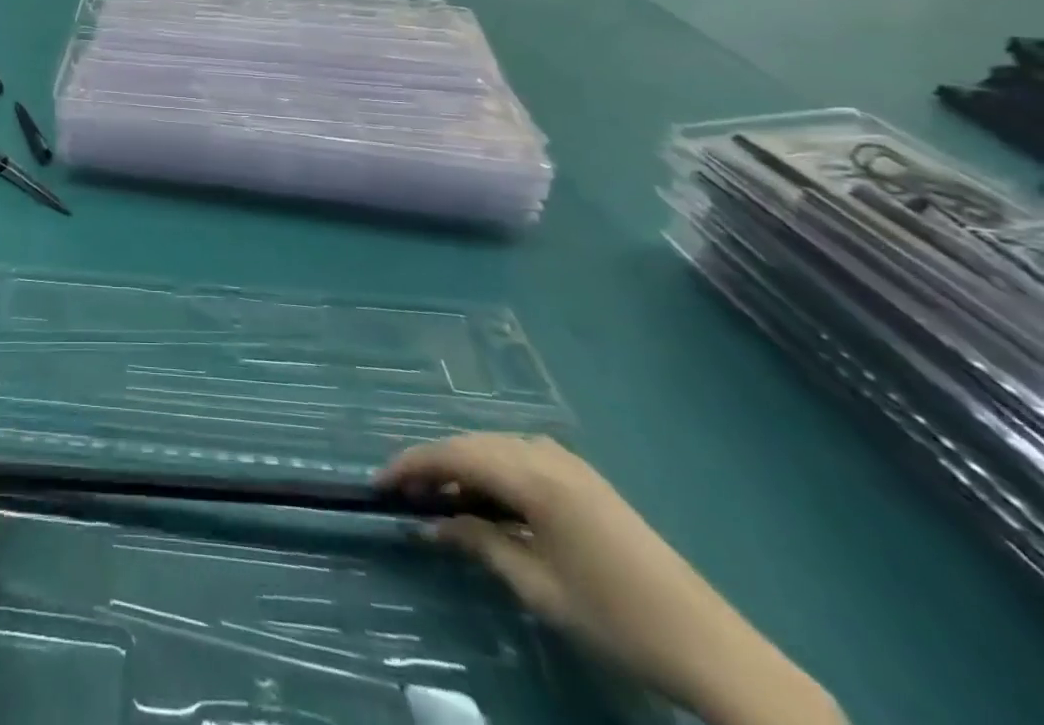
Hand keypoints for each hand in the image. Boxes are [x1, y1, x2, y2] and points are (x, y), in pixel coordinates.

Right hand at [380, 435, 840, 724]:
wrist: (710, 645)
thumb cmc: (614, 617)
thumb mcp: (537, 587)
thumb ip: (478, 543)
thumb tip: (428, 524)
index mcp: (533, 476)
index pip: (453, 454)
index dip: (411, 465)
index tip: (379, 484)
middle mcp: (547, 454)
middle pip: (472, 443)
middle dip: (433, 463)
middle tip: (404, 494)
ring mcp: (570, 463)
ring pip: (496, 447)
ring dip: (463, 466)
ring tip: (440, 499)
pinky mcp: (586, 479)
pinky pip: (521, 458)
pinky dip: (493, 471)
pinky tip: (488, 500)